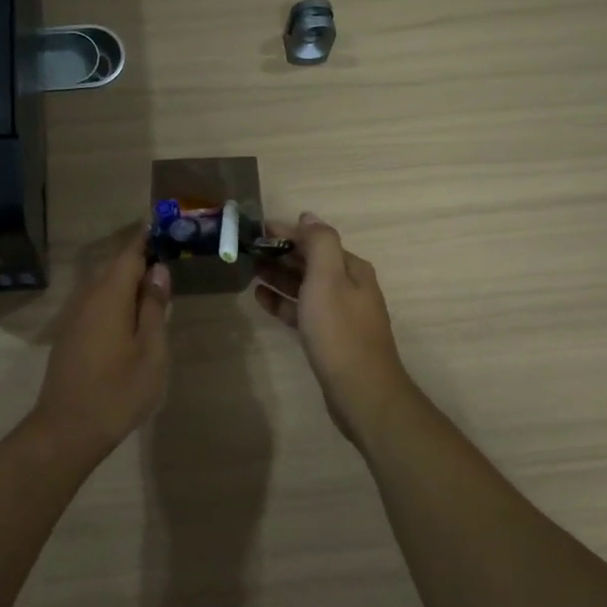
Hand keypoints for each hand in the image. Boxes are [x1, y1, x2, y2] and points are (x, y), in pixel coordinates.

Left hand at [29, 228, 171, 463]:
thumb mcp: (150, 352)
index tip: (166, 223)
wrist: (67, 429)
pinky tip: (133, 311)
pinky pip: (97, 301)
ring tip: (157, 280)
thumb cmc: (117, 392)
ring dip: (129, 277)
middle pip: (115, 266)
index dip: (147, 237)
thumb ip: (154, 308)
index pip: (130, 253)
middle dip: (141, 255)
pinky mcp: (70, 333)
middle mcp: (87, 297)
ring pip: (104, 284)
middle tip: (170, 251)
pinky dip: (117, 295)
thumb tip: (158, 271)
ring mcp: (75, 315)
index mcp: (109, 296)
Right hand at [254, 213, 415, 447]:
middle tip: (246, 250)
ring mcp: (339, 313)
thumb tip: (308, 216)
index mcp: (351, 268)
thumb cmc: (339, 330)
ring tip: (249, 270)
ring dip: (278, 275)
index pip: (315, 239)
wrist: (360, 389)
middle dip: (281, 253)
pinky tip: (261, 298)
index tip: (255, 230)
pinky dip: (282, 302)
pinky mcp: (328, 337)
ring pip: (304, 286)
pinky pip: (301, 310)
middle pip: (310, 261)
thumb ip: (319, 242)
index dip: (286, 232)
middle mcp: (349, 286)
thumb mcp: (328, 278)